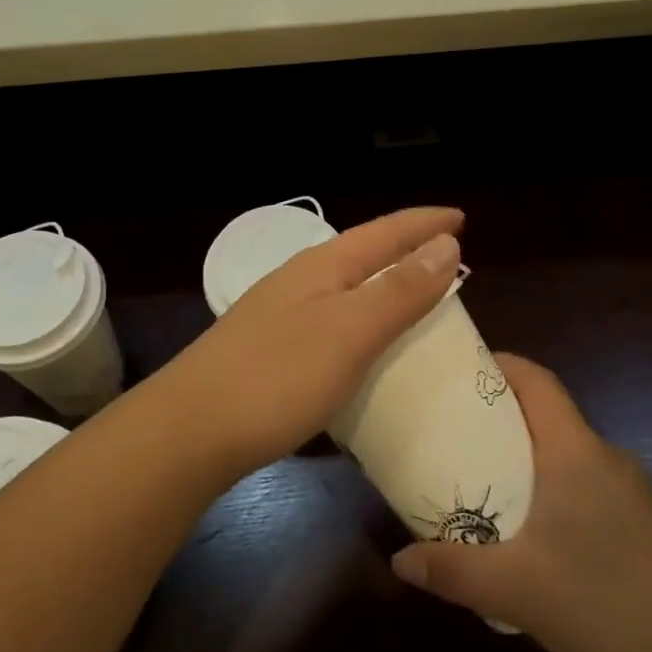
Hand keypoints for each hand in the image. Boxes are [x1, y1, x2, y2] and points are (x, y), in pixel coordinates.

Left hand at [149, 207, 463, 482]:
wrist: (189, 432)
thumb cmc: (277, 377)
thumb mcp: (350, 332)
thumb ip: (399, 290)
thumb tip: (445, 245)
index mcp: (322, 267)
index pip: (385, 232)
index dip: (425, 224)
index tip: (462, 219)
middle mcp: (300, 281)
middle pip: (364, 254)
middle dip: (407, 251)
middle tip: (448, 258)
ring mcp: (280, 316)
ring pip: (346, 289)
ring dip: (384, 287)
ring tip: (417, 298)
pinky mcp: (271, 351)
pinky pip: (332, 322)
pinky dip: (363, 323)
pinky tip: (366, 345)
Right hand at [390, 354, 651, 651]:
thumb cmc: (610, 602)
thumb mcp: (516, 590)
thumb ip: (453, 571)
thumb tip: (399, 560)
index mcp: (574, 451)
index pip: (537, 381)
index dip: (500, 365)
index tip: (458, 370)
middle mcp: (604, 458)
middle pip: (545, 416)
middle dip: (497, 417)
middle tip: (449, 433)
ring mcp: (630, 492)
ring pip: (564, 456)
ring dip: (522, 461)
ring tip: (480, 485)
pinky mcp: (642, 525)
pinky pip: (583, 489)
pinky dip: (548, 493)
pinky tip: (530, 539)